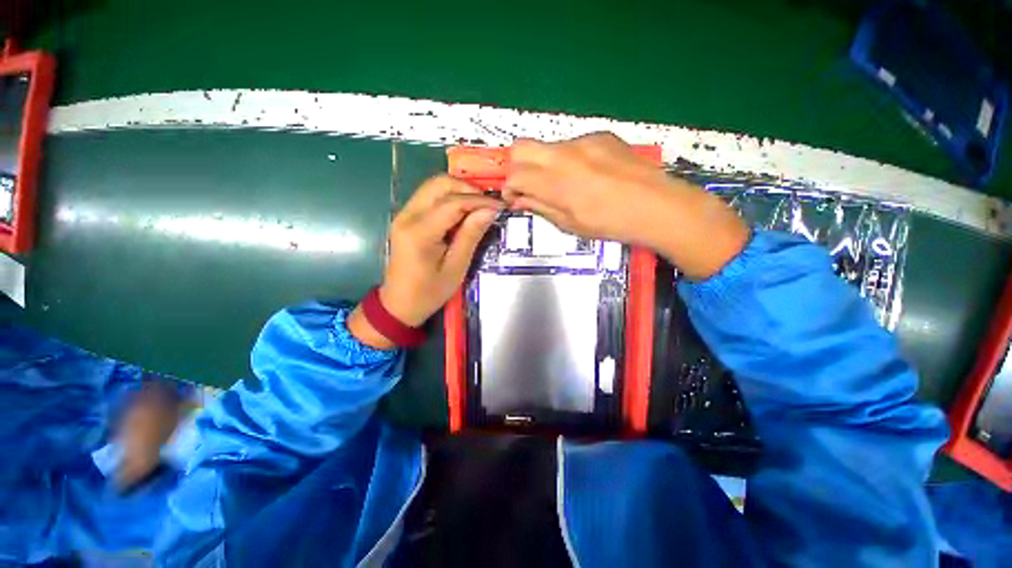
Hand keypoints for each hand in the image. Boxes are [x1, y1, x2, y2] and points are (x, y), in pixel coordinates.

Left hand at [348, 175, 500, 347]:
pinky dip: (449, 198)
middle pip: (439, 183)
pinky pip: (429, 196)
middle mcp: (408, 215)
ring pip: (434, 186)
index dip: (479, 200)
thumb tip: (489, 211)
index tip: (500, 206)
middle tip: (488, 205)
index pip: (453, 202)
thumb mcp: (456, 268)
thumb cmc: (429, 292)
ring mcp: (404, 214)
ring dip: (459, 191)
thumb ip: (471, 236)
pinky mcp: (405, 217)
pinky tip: (463, 212)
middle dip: (468, 189)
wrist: (399, 303)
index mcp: (420, 232)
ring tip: (478, 207)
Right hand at [502, 133, 748, 279]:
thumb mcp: (571, 224)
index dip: (509, 188)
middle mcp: (565, 154)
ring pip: (546, 146)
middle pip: (521, 147)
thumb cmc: (612, 224)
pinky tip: (586, 176)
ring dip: (543, 164)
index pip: (514, 174)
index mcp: (557, 182)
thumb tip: (519, 199)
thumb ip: (541, 207)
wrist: (659, 206)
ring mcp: (584, 140)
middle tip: (529, 187)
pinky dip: (567, 159)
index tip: (515, 200)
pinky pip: (571, 145)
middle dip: (517, 168)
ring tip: (562, 185)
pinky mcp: (601, 135)